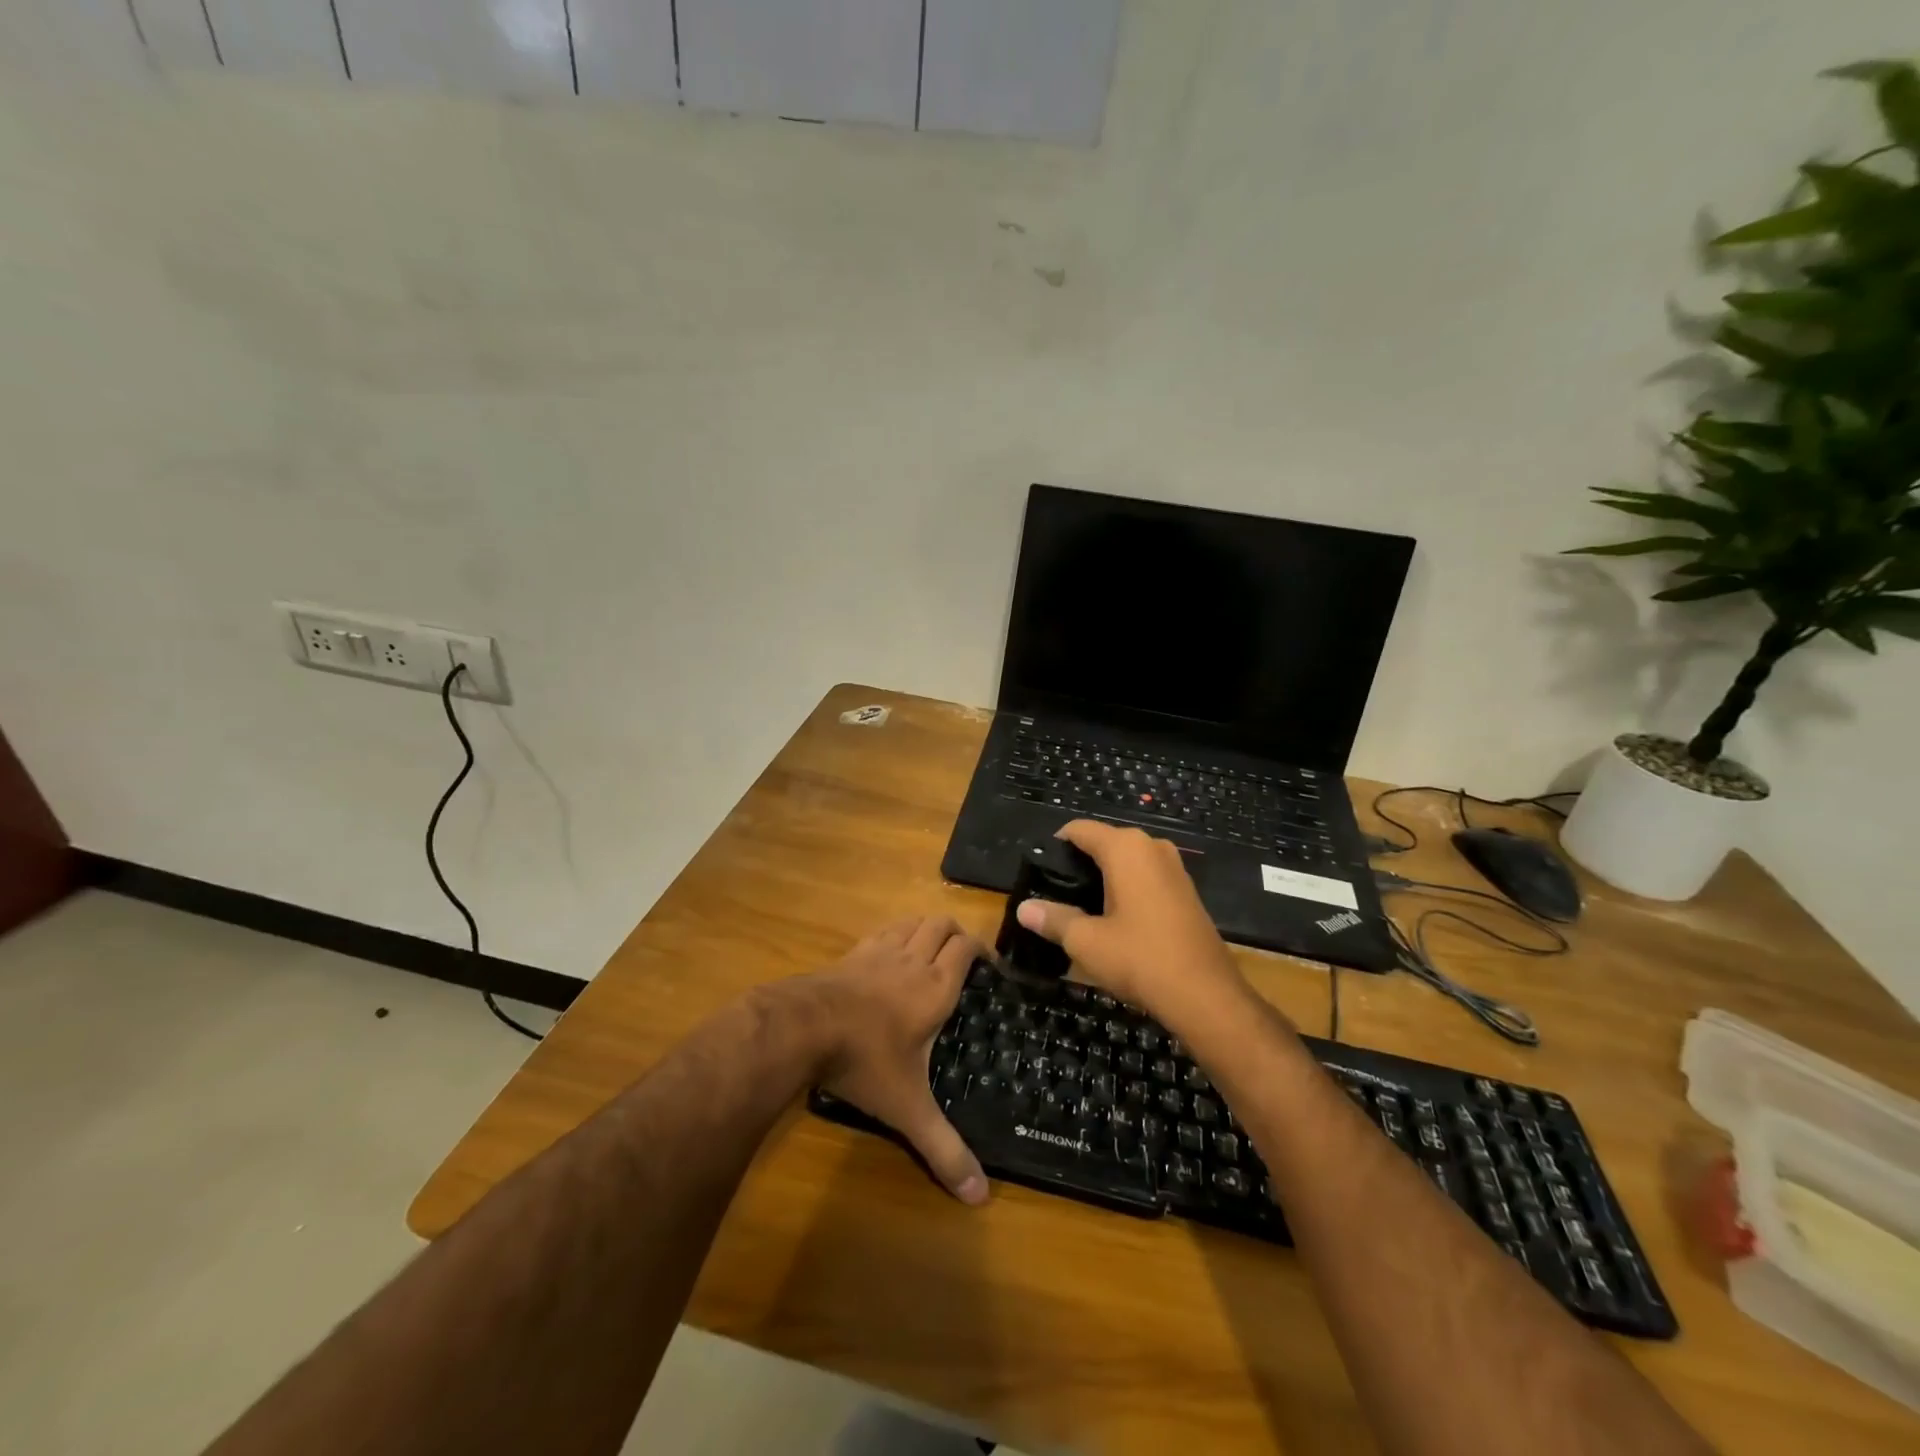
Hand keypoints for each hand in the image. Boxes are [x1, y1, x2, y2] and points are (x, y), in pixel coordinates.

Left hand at [804, 916, 988, 1205]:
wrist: (803, 1027)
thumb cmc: (864, 1061)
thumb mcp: (908, 1108)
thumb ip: (943, 1148)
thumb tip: (980, 1197)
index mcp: (936, 987)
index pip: (967, 948)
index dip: (983, 950)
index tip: (992, 966)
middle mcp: (913, 960)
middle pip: (942, 925)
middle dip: (957, 934)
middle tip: (964, 958)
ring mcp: (879, 952)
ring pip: (912, 922)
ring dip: (926, 929)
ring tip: (931, 950)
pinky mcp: (852, 953)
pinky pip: (883, 931)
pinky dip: (896, 934)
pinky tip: (889, 954)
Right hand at [1015, 820, 1250, 1029]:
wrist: (1206, 995)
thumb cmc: (1140, 959)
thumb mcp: (1086, 941)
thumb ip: (1053, 919)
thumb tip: (1023, 909)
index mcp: (1125, 848)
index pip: (1079, 829)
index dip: (1055, 846)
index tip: (1038, 872)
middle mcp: (1152, 847)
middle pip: (1103, 842)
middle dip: (1079, 864)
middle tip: (1056, 895)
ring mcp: (1174, 867)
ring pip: (1126, 861)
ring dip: (1103, 878)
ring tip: (1080, 909)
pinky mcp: (1186, 890)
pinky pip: (1146, 876)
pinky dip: (1126, 889)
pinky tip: (1114, 919)